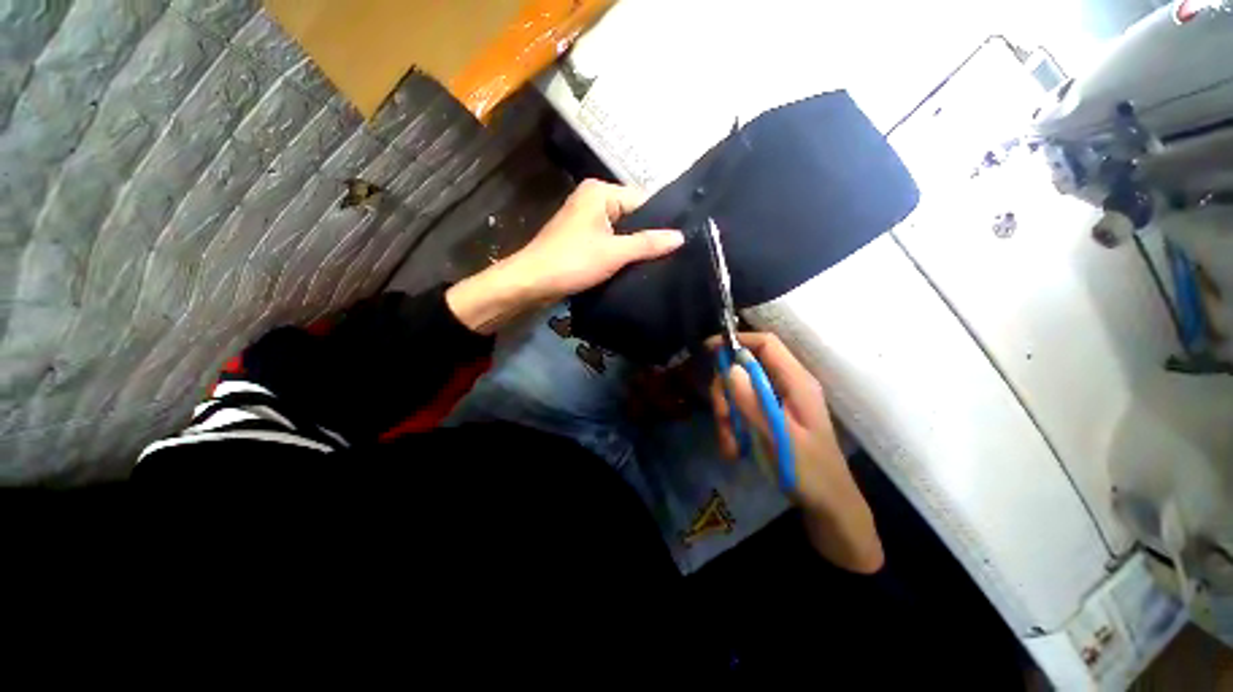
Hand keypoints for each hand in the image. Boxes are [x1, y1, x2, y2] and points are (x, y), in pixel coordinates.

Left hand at [447, 180, 683, 333]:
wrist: (532, 282)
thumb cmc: (573, 262)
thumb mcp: (614, 253)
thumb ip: (648, 244)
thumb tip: (681, 237)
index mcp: (601, 192)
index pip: (643, 199)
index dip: (663, 219)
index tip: (683, 238)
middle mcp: (594, 199)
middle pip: (633, 214)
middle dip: (650, 234)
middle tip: (675, 252)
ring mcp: (587, 218)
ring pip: (622, 229)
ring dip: (637, 245)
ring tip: (662, 259)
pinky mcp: (583, 236)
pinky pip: (611, 239)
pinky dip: (622, 251)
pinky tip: (638, 263)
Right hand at [708, 332, 883, 572]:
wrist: (828, 506)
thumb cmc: (809, 471)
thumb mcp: (778, 437)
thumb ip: (753, 402)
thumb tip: (729, 368)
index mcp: (797, 383)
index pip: (766, 344)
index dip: (737, 340)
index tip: (708, 349)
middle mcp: (786, 386)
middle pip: (744, 369)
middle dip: (725, 391)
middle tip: (720, 417)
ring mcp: (777, 401)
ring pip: (738, 391)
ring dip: (726, 415)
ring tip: (729, 444)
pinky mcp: (769, 416)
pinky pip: (742, 409)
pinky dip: (732, 426)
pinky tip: (734, 449)